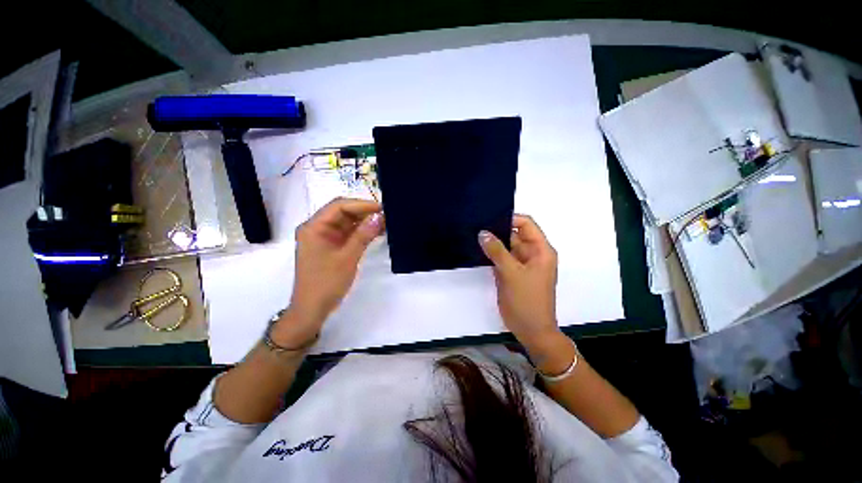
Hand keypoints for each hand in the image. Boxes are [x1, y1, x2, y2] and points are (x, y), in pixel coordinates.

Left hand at [279, 198, 383, 342]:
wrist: (313, 309)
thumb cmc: (326, 283)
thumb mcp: (348, 258)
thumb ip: (363, 235)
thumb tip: (380, 216)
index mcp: (314, 227)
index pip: (339, 206)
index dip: (362, 204)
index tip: (383, 208)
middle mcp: (317, 228)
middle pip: (342, 212)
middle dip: (365, 212)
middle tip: (387, 214)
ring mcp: (324, 237)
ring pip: (347, 222)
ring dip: (365, 221)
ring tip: (386, 222)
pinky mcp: (331, 246)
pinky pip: (348, 233)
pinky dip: (361, 232)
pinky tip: (377, 232)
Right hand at [478, 214, 560, 349]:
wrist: (530, 331)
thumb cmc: (527, 301)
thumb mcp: (512, 273)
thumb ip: (497, 251)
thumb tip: (482, 233)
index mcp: (540, 250)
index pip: (526, 224)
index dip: (509, 219)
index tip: (488, 219)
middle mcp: (531, 253)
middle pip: (514, 234)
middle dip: (496, 230)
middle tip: (475, 225)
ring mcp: (520, 264)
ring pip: (505, 246)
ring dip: (492, 243)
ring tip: (472, 235)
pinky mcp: (511, 273)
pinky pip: (500, 258)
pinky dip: (490, 255)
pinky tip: (476, 250)